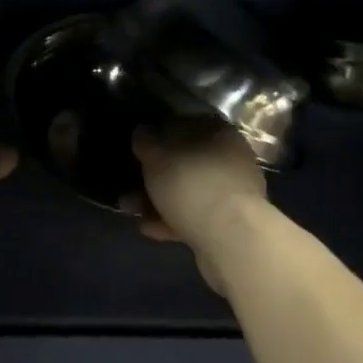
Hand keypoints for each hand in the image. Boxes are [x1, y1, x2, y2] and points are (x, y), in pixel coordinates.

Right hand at [133, 119, 270, 290]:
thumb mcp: (157, 157)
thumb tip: (142, 131)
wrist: (231, 238)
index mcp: (216, 131)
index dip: (157, 135)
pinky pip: (196, 214)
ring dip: (159, 199)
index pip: (183, 124)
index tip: (137, 149)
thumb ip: (146, 141)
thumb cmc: (191, 184)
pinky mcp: (230, 221)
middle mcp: (229, 156)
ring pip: (188, 189)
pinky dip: (173, 219)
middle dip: (155, 174)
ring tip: (131, 210)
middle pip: (185, 160)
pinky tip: (150, 228)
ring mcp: (232, 190)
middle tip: (130, 185)